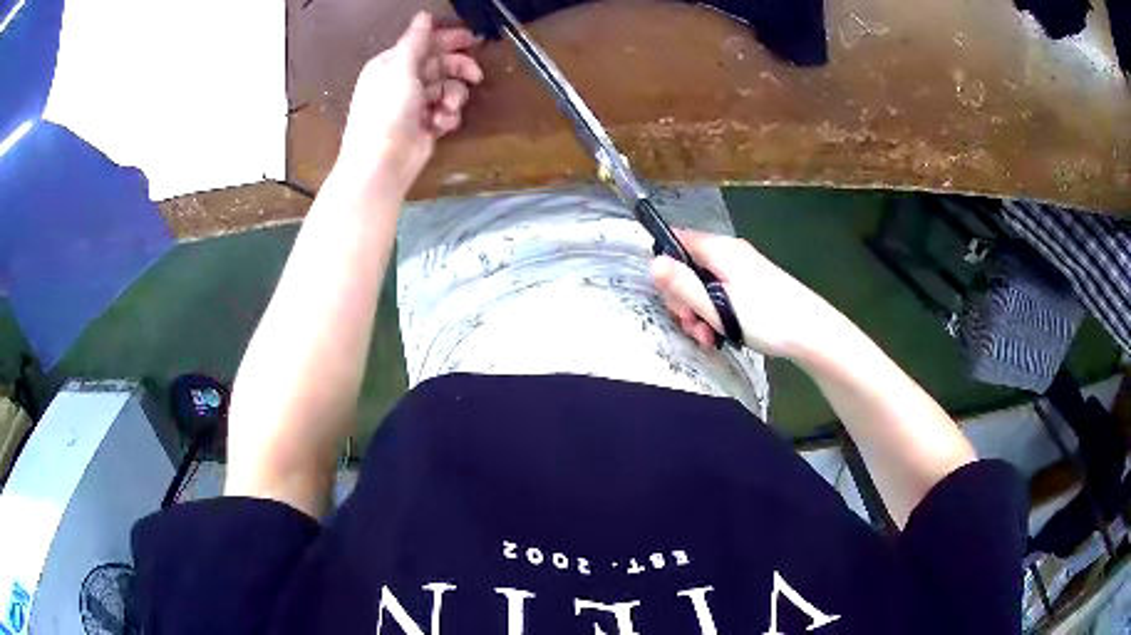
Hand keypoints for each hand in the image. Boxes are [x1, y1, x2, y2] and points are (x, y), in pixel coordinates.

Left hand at [336, 13, 483, 194]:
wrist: (381, 164)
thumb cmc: (387, 112)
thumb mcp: (400, 69)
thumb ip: (415, 40)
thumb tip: (423, 15)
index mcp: (392, 65)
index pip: (424, 44)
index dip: (448, 40)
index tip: (472, 39)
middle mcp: (403, 81)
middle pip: (439, 65)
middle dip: (458, 69)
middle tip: (475, 74)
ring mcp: (414, 104)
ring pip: (447, 88)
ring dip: (454, 96)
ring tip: (449, 107)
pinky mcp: (425, 125)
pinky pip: (445, 111)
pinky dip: (447, 116)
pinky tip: (441, 124)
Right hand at [650, 229, 845, 357]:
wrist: (812, 332)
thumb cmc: (765, 317)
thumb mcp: (717, 306)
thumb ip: (682, 285)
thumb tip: (652, 263)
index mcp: (718, 249)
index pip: (676, 242)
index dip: (666, 270)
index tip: (673, 301)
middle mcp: (728, 252)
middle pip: (688, 267)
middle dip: (684, 300)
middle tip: (695, 327)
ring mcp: (742, 268)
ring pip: (704, 284)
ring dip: (699, 312)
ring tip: (709, 338)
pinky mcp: (752, 284)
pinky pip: (721, 293)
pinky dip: (716, 313)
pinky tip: (721, 336)